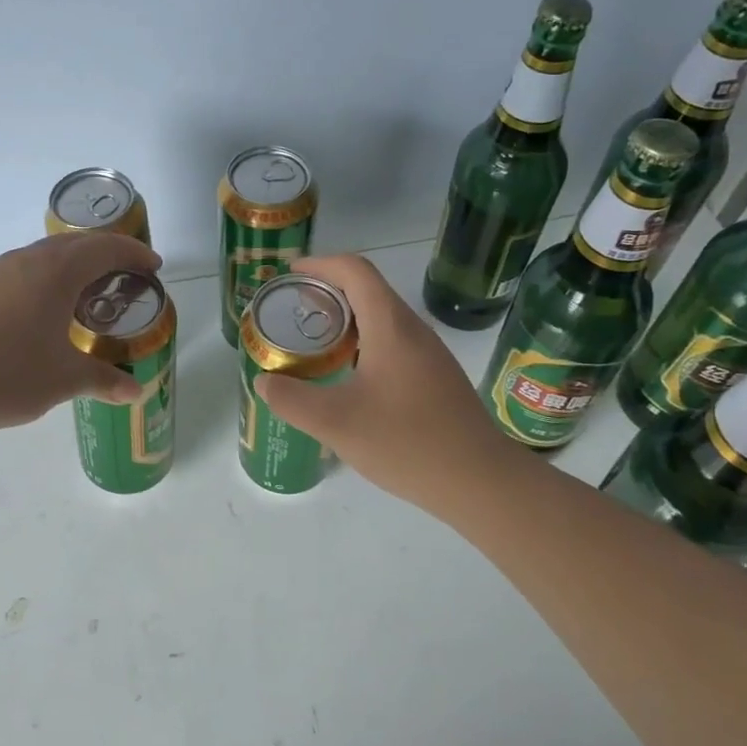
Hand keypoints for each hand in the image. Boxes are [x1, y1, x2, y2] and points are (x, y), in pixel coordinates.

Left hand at [0, 232, 161, 432]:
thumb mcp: (61, 380)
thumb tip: (136, 391)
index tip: (154, 266)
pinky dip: (45, 280)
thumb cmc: (2, 372)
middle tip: (125, 275)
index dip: (134, 254)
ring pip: (43, 256)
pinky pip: (21, 272)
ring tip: (86, 293)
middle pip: (74, 243)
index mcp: (55, 272)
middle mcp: (25, 261)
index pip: (105, 249)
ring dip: (72, 265)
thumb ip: (102, 381)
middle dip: (105, 253)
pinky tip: (40, 313)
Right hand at [254, 254, 511, 510]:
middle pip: (368, 290)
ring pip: (382, 319)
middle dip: (327, 291)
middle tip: (292, 311)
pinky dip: (362, 344)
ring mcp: (429, 355)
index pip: (355, 271)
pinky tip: (348, 377)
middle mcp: (413, 331)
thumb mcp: (336, 423)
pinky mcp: (435, 378)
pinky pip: (393, 343)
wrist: (481, 481)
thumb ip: (292, 400)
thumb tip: (265, 382)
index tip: (289, 273)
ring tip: (313, 343)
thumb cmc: (408, 443)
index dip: (320, 264)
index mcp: (391, 327)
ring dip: (346, 320)